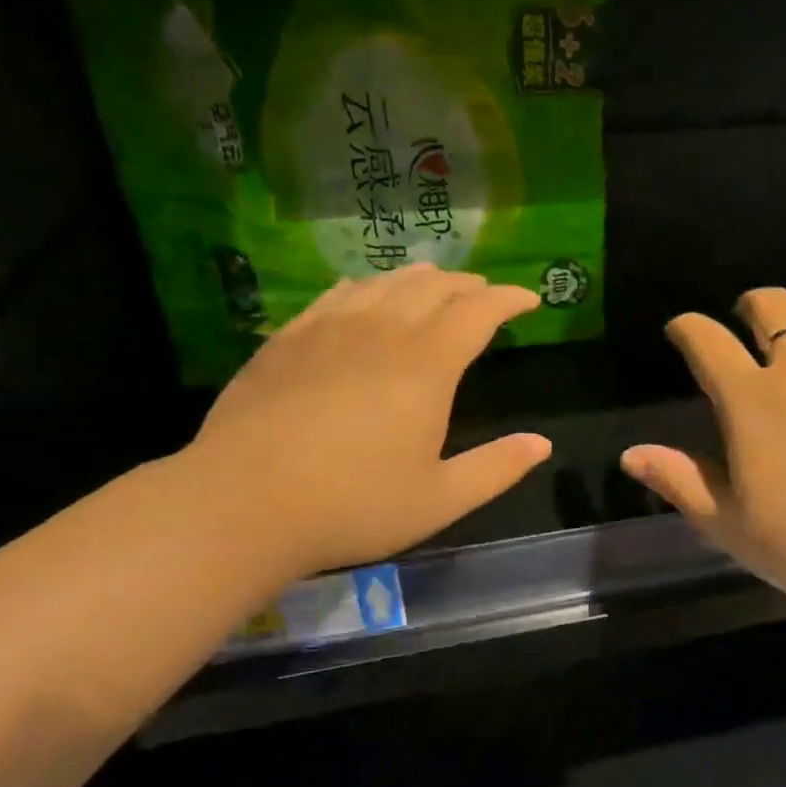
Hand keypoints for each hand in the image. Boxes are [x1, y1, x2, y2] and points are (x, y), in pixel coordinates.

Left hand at [184, 265, 551, 584]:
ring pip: (384, 283)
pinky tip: (364, 296)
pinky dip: (366, 288)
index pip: (479, 311)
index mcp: (426, 366)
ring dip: (420, 279)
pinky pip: (337, 295)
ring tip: (434, 285)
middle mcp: (381, 331)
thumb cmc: (353, 506)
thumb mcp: (439, 500)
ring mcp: (328, 329)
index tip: (529, 300)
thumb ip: (496, 468)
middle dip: (468, 286)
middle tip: (485, 295)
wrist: (243, 504)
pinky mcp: (287, 339)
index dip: (509, 299)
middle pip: (434, 287)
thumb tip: (542, 444)